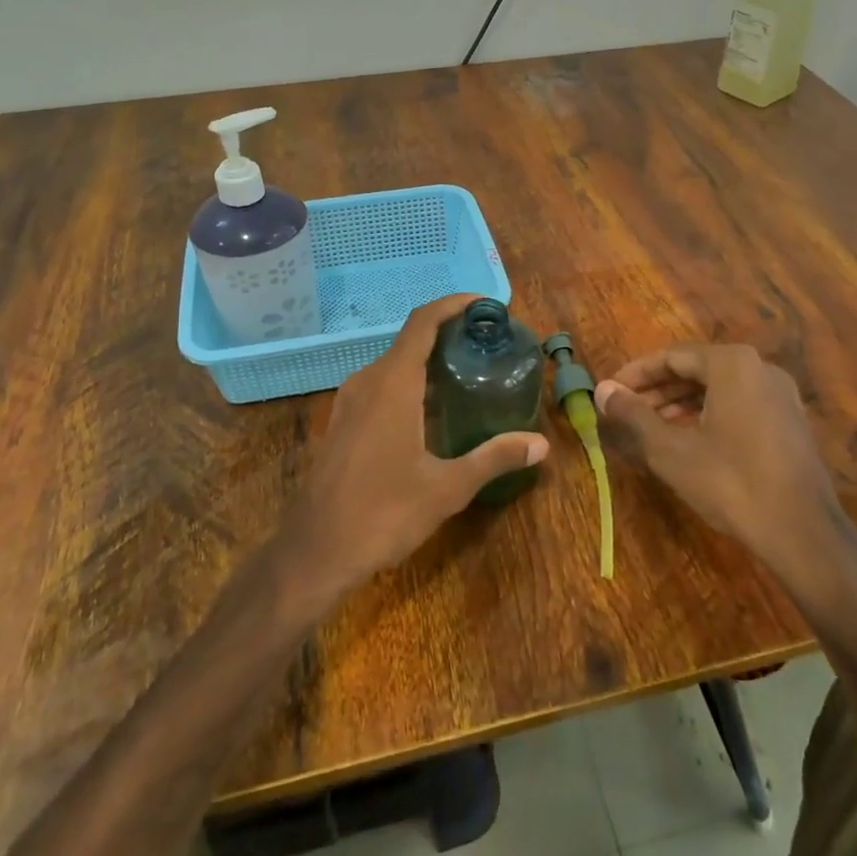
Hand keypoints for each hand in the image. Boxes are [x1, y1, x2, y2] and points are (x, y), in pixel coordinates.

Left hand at [278, 295, 546, 606]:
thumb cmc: (383, 513)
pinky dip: (409, 382)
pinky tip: (432, 411)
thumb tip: (541, 444)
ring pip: (394, 364)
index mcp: (393, 384)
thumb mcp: (447, 488)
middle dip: (449, 335)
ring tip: (467, 375)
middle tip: (487, 347)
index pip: (423, 322)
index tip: (484, 305)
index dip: (453, 304)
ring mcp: (350, 401)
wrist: (315, 551)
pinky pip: (381, 385)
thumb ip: (493, 458)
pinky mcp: (342, 422)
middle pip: (410, 340)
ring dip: (428, 361)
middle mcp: (368, 381)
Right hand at [595, 344, 847, 580]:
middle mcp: (760, 368)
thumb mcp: (669, 449)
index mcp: (732, 364)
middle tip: (626, 409)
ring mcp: (780, 395)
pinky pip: (739, 404)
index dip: (636, 374)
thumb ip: (633, 414)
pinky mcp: (789, 421)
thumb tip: (602, 390)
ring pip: (718, 388)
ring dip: (681, 402)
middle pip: (697, 369)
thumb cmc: (729, 482)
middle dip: (658, 389)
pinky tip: (688, 438)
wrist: (802, 532)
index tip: (611, 390)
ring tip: (650, 425)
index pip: (672, 357)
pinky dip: (709, 413)